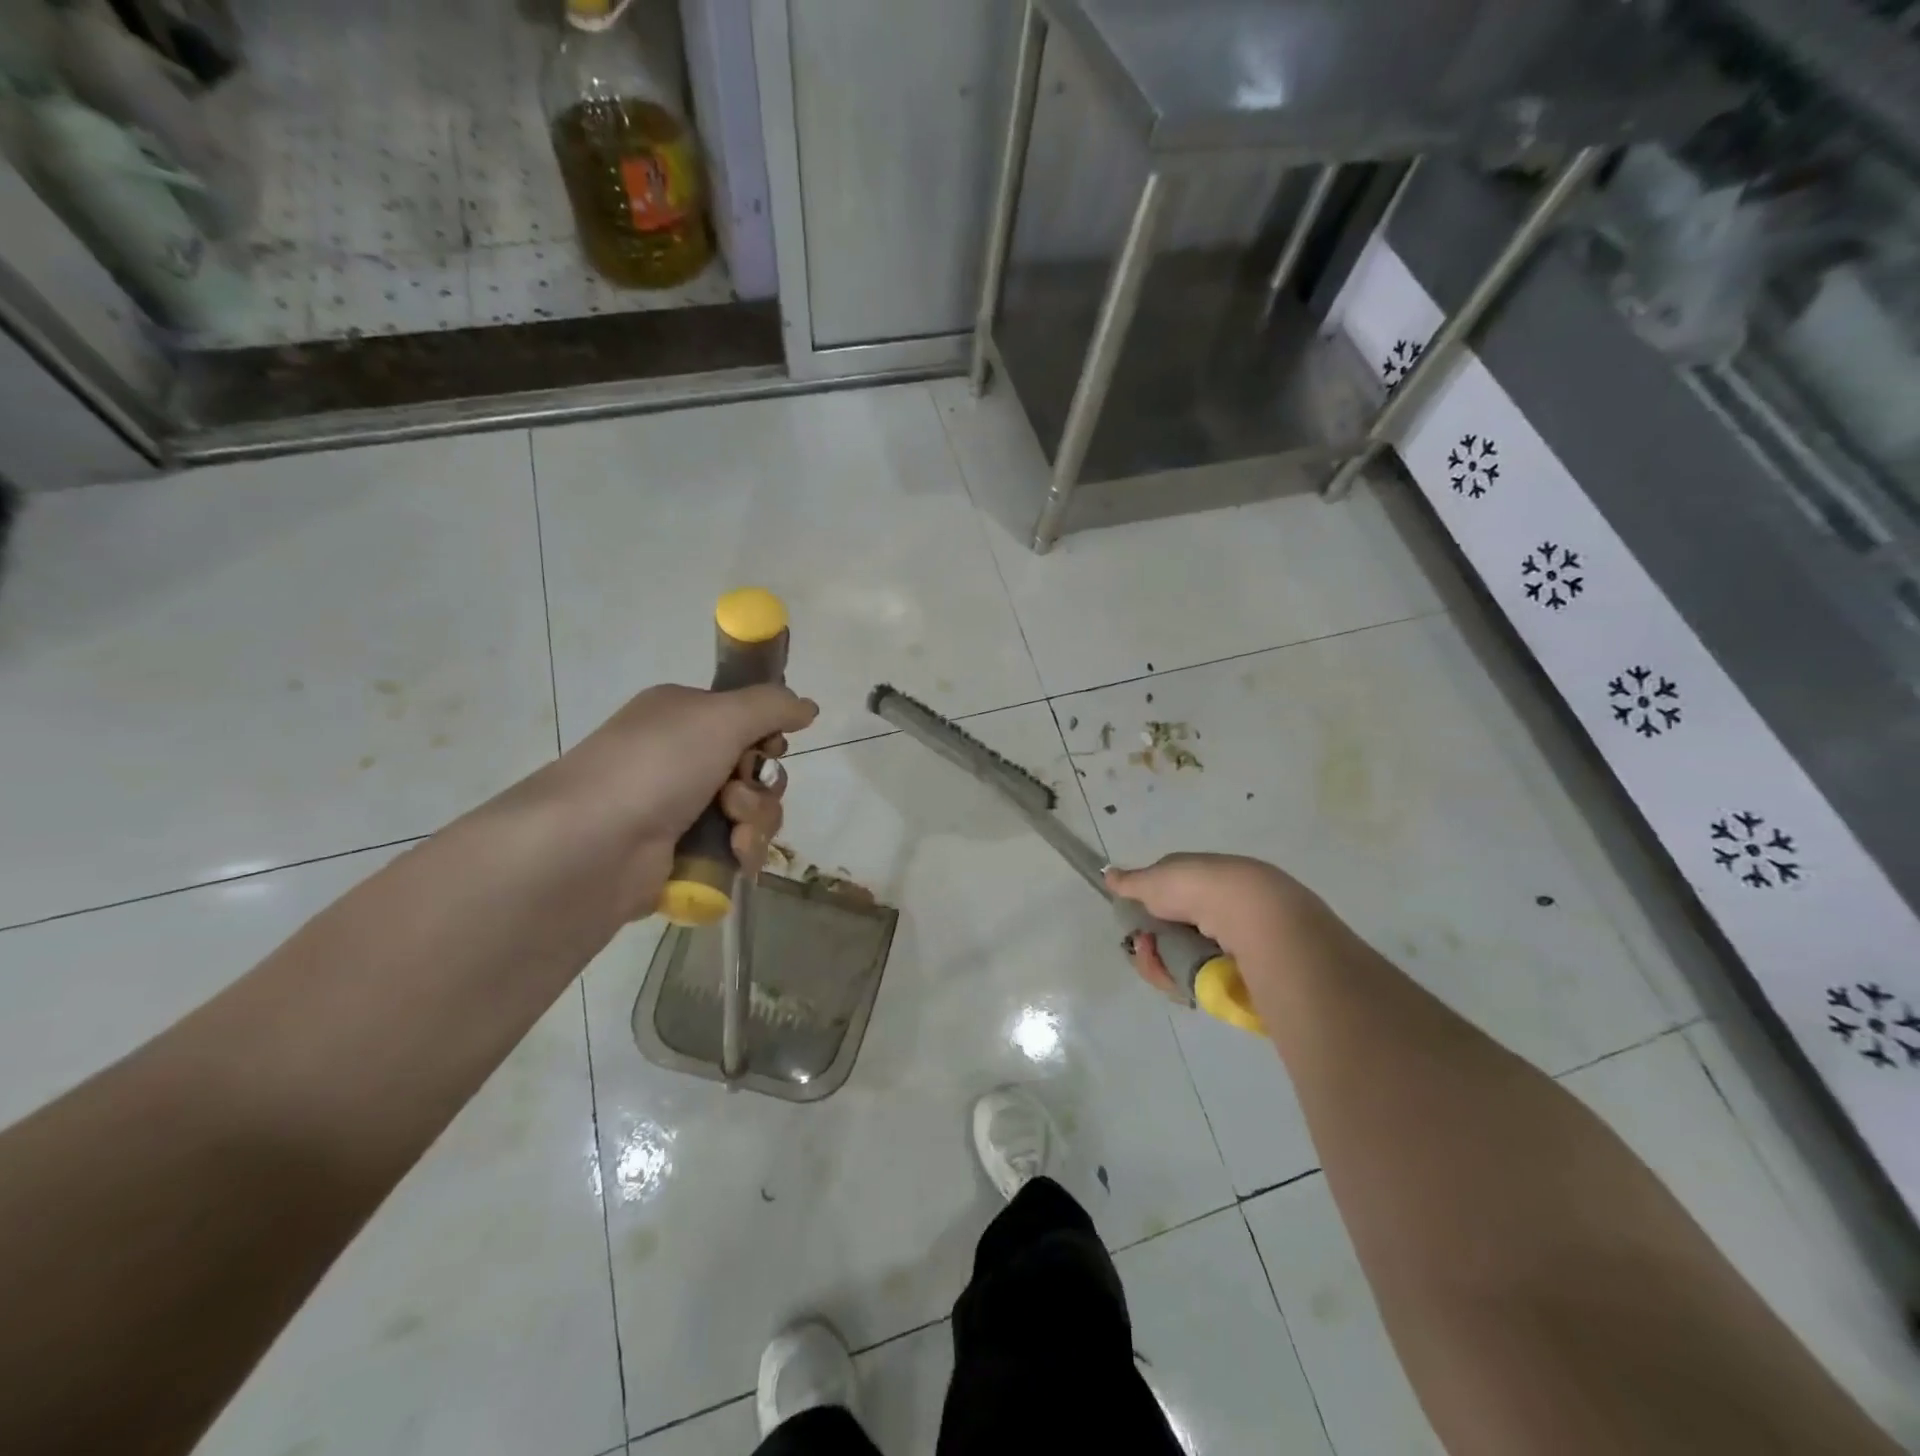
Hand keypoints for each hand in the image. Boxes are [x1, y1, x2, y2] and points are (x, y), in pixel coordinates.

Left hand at [532, 683, 818, 918]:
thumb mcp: (721, 716)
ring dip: (755, 819)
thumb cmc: (657, 766)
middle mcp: (681, 758)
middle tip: (735, 793)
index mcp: (683, 716)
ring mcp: (680, 808)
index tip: (769, 747)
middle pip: (757, 768)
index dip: (767, 736)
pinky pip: (737, 846)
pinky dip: (744, 850)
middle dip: (761, 784)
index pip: (746, 719)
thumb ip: (773, 705)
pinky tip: (733, 855)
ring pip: (753, 810)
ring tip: (732, 830)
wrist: (593, 846)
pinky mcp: (684, 853)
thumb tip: (808, 706)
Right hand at [1105, 853, 1327, 1000]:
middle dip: (1150, 947)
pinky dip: (1183, 982)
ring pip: (1180, 961)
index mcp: (1198, 880)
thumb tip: (1108, 874)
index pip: (1163, 900)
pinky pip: (1198, 981)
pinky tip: (1181, 982)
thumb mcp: (1155, 880)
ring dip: (1161, 966)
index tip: (1135, 927)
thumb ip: (1130, 882)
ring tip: (1161, 967)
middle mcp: (1213, 908)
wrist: (1251, 915)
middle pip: (1169, 935)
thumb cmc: (1198, 888)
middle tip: (1146, 950)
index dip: (1145, 916)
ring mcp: (1226, 941)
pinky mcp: (1236, 971)